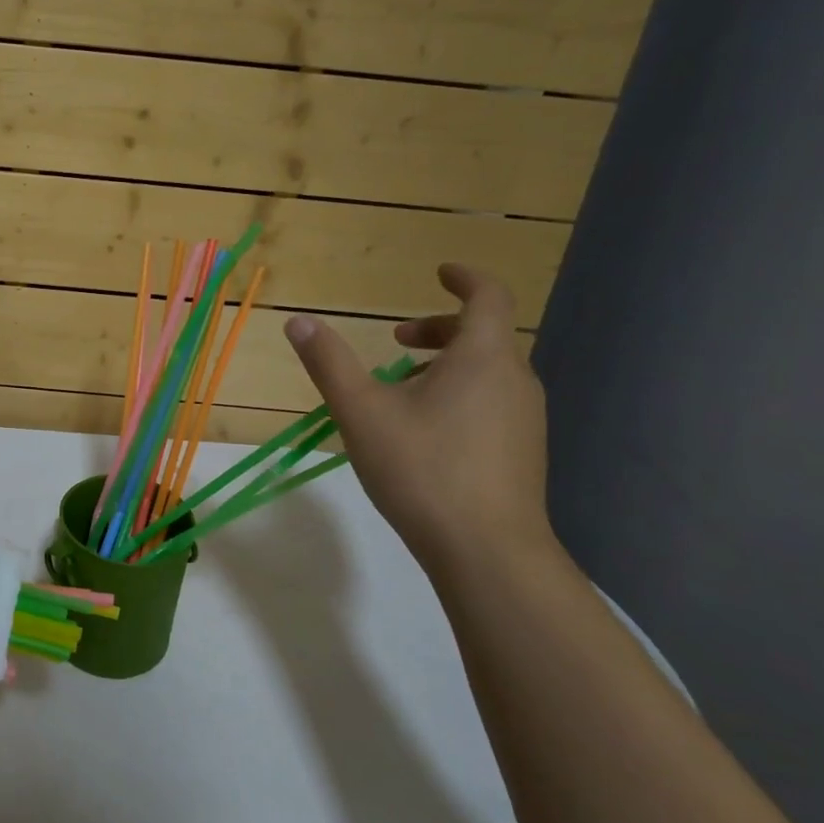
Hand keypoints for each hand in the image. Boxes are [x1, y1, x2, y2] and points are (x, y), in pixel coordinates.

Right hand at [284, 263, 553, 574]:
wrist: (486, 550)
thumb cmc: (422, 470)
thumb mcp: (361, 412)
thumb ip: (329, 363)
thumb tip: (298, 321)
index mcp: (483, 357)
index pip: (488, 297)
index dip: (465, 278)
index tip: (439, 272)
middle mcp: (514, 379)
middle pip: (484, 334)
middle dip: (438, 328)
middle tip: (396, 341)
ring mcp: (526, 417)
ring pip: (487, 371)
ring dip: (446, 364)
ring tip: (401, 390)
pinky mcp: (523, 450)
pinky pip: (492, 401)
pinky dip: (460, 393)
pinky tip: (425, 432)